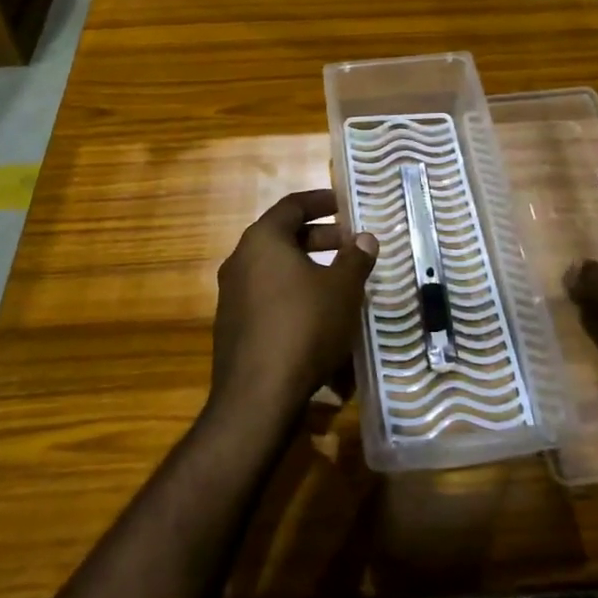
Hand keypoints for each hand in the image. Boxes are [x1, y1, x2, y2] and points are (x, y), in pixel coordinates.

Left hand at [209, 189, 379, 426]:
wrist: (257, 397)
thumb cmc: (304, 327)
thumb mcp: (342, 289)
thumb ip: (355, 259)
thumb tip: (364, 239)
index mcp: (263, 240)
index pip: (292, 206)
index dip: (320, 201)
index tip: (343, 204)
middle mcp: (241, 260)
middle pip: (282, 237)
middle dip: (319, 238)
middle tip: (349, 246)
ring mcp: (232, 295)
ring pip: (275, 269)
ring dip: (307, 269)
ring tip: (339, 283)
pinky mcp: (233, 326)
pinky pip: (268, 298)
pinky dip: (293, 296)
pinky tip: (318, 318)